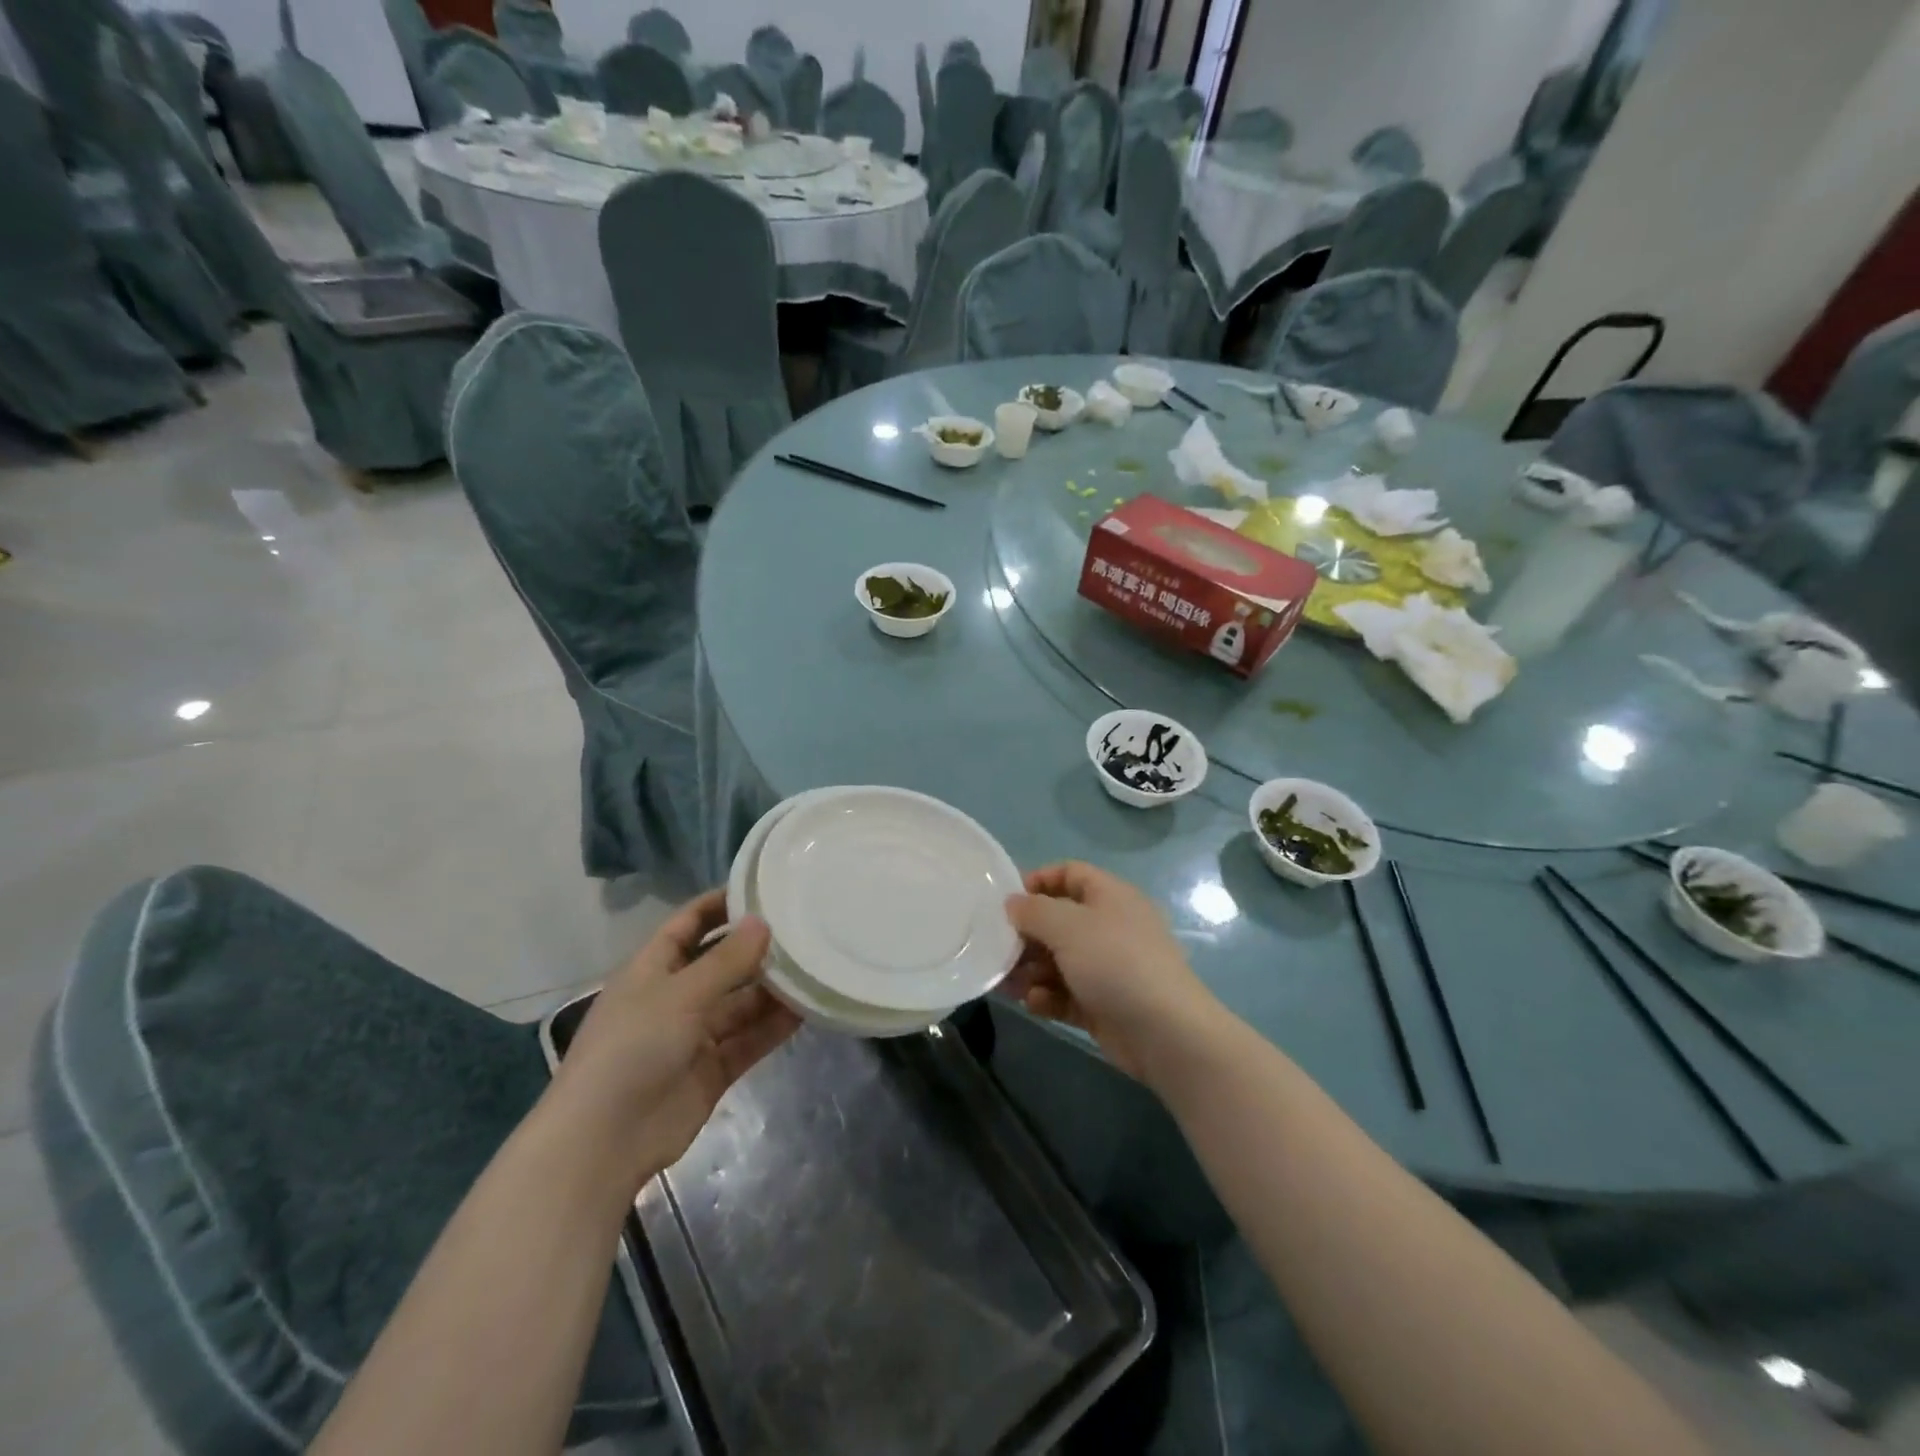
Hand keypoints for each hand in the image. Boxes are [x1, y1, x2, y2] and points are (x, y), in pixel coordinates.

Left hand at [557, 890, 799, 1185]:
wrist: (604, 1142)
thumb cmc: (632, 1049)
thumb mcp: (680, 994)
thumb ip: (726, 960)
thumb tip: (763, 921)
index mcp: (652, 969)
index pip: (689, 924)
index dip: (720, 904)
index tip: (763, 888)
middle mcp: (674, 997)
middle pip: (721, 964)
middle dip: (756, 948)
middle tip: (804, 928)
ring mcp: (694, 1036)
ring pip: (741, 1003)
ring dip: (773, 989)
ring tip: (816, 966)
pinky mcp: (712, 1070)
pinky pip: (749, 1039)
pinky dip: (775, 1026)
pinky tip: (808, 1009)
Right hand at [1001, 862, 1222, 1083]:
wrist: (1165, 1032)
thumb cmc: (1115, 963)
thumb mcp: (1068, 926)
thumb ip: (1033, 910)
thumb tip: (1013, 903)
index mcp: (1110, 896)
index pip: (1070, 874)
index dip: (1038, 881)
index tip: (1007, 900)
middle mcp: (1109, 927)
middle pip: (1058, 921)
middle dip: (1026, 935)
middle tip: (998, 949)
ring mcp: (1108, 968)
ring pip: (1058, 961)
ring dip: (1030, 970)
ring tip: (1007, 984)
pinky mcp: (1103, 1004)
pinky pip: (1066, 993)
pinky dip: (1047, 997)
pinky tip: (1035, 1004)